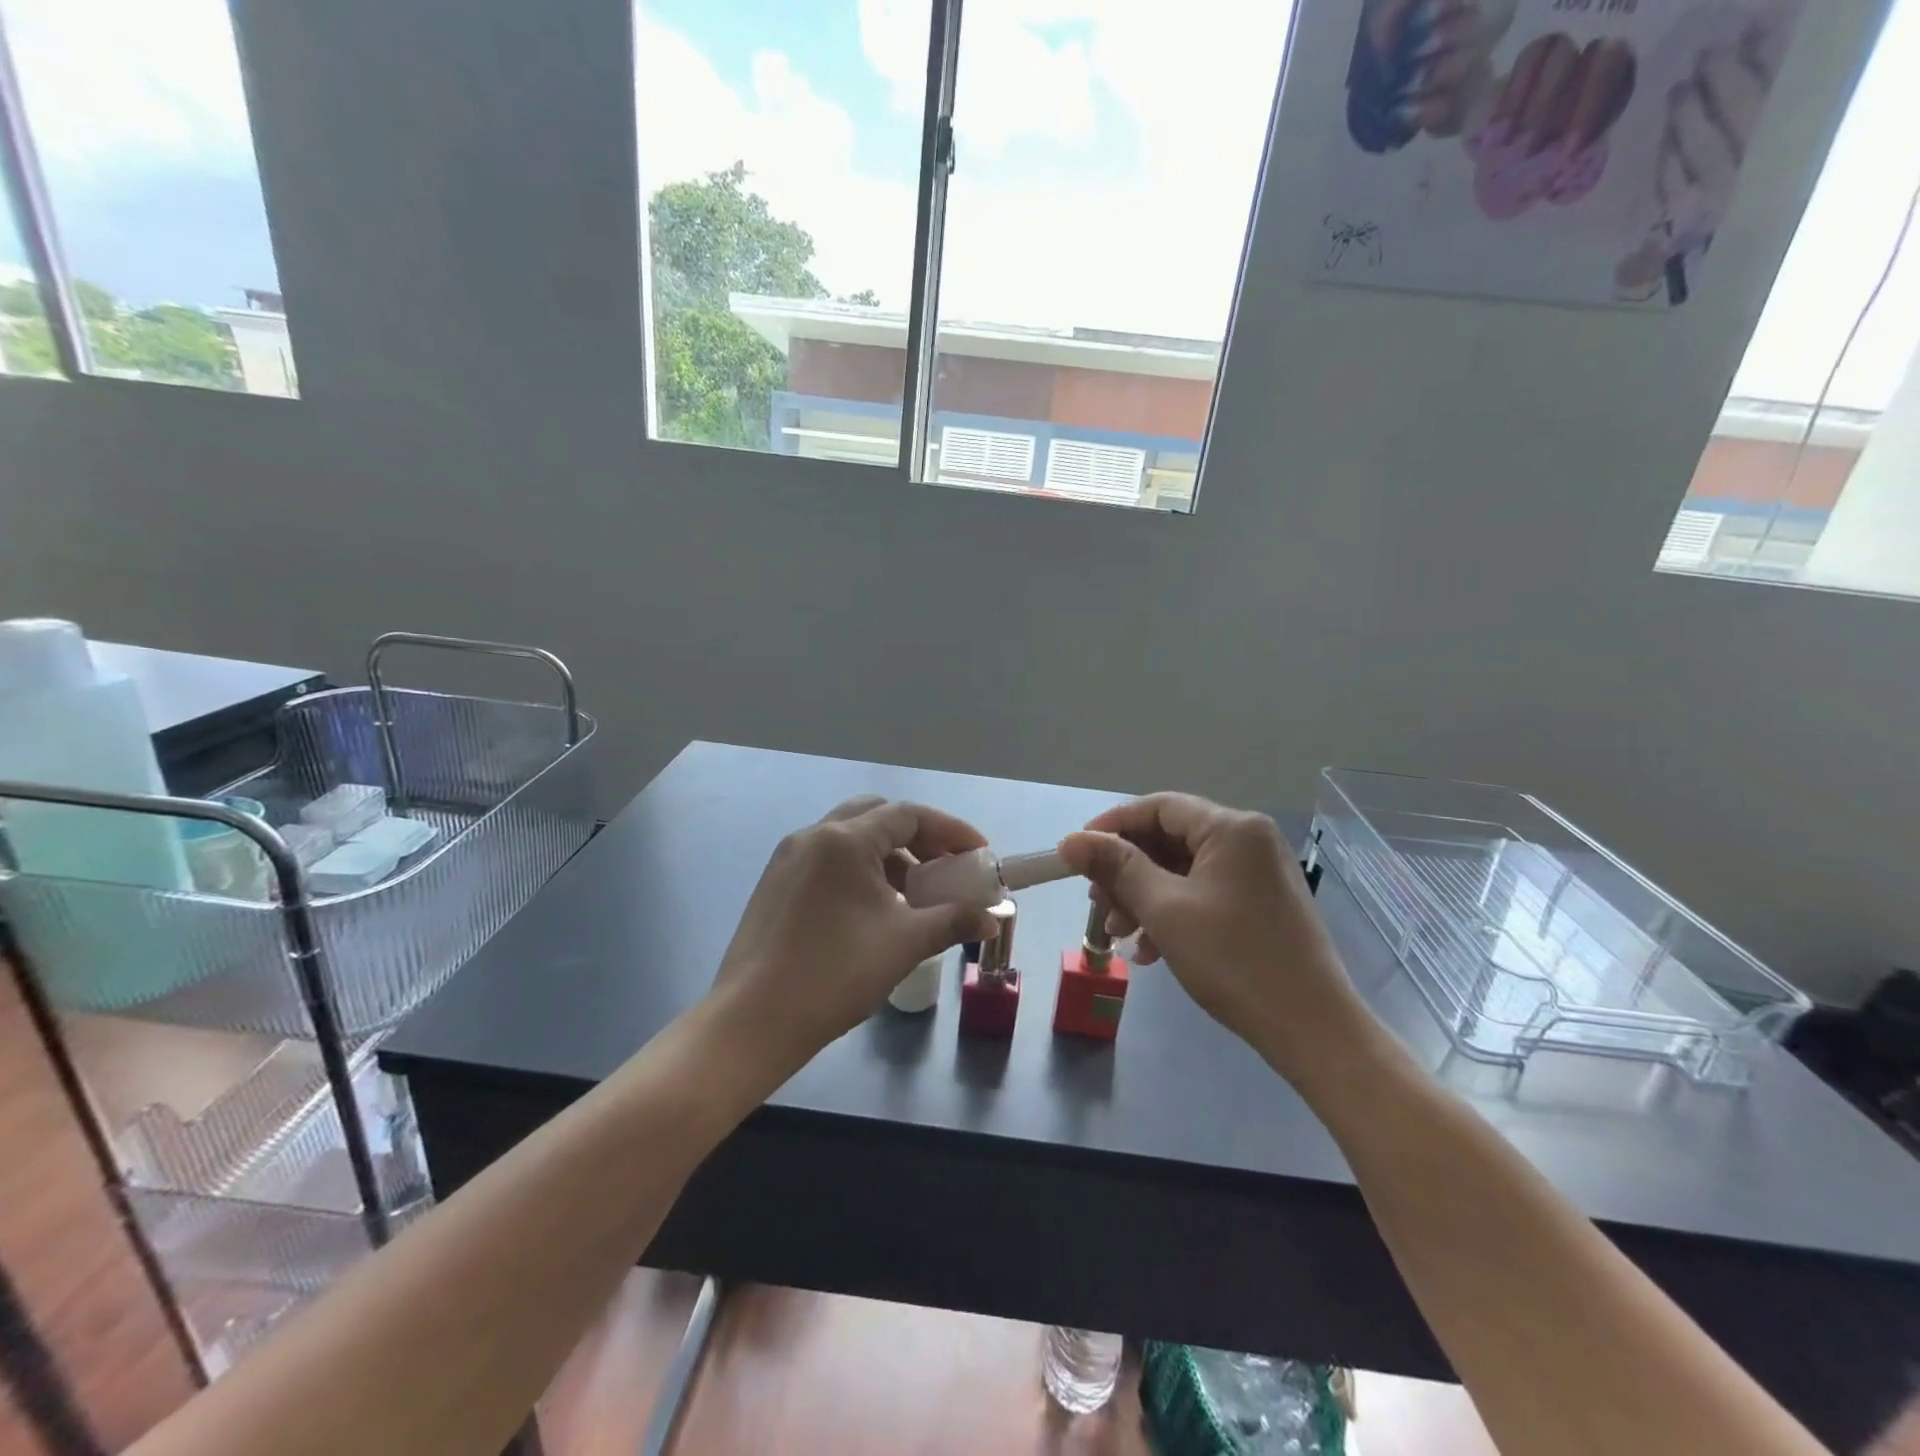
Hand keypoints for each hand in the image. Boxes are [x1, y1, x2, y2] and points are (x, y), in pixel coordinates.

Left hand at [708, 796, 998, 1079]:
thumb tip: (991, 919)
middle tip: (944, 866)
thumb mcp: (904, 944)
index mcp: (844, 840)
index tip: (979, 854)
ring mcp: (788, 859)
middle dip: (917, 836)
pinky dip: (859, 871)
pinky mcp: (774, 884)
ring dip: (888, 855)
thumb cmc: (835, 973)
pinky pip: (827, 861)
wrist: (753, 1021)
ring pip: (849, 838)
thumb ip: (953, 921)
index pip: (908, 814)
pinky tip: (873, 909)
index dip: (951, 831)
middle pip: (876, 815)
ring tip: (914, 894)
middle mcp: (813, 836)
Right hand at [1058, 794, 1371, 1082]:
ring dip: (1144, 897)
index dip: (1112, 825)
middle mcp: (1249, 840)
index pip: (1158, 807)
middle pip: (1170, 838)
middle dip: (1127, 870)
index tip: (1077, 854)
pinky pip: (1204, 893)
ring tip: (1119, 934)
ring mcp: (1258, 873)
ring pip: (1183, 870)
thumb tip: (1071, 840)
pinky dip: (1172, 913)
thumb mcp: (1164, 909)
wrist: (1311, 1029)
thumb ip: (1116, 867)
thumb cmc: (1233, 960)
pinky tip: (1150, 950)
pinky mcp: (1261, 904)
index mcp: (1231, 828)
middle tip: (1097, 902)